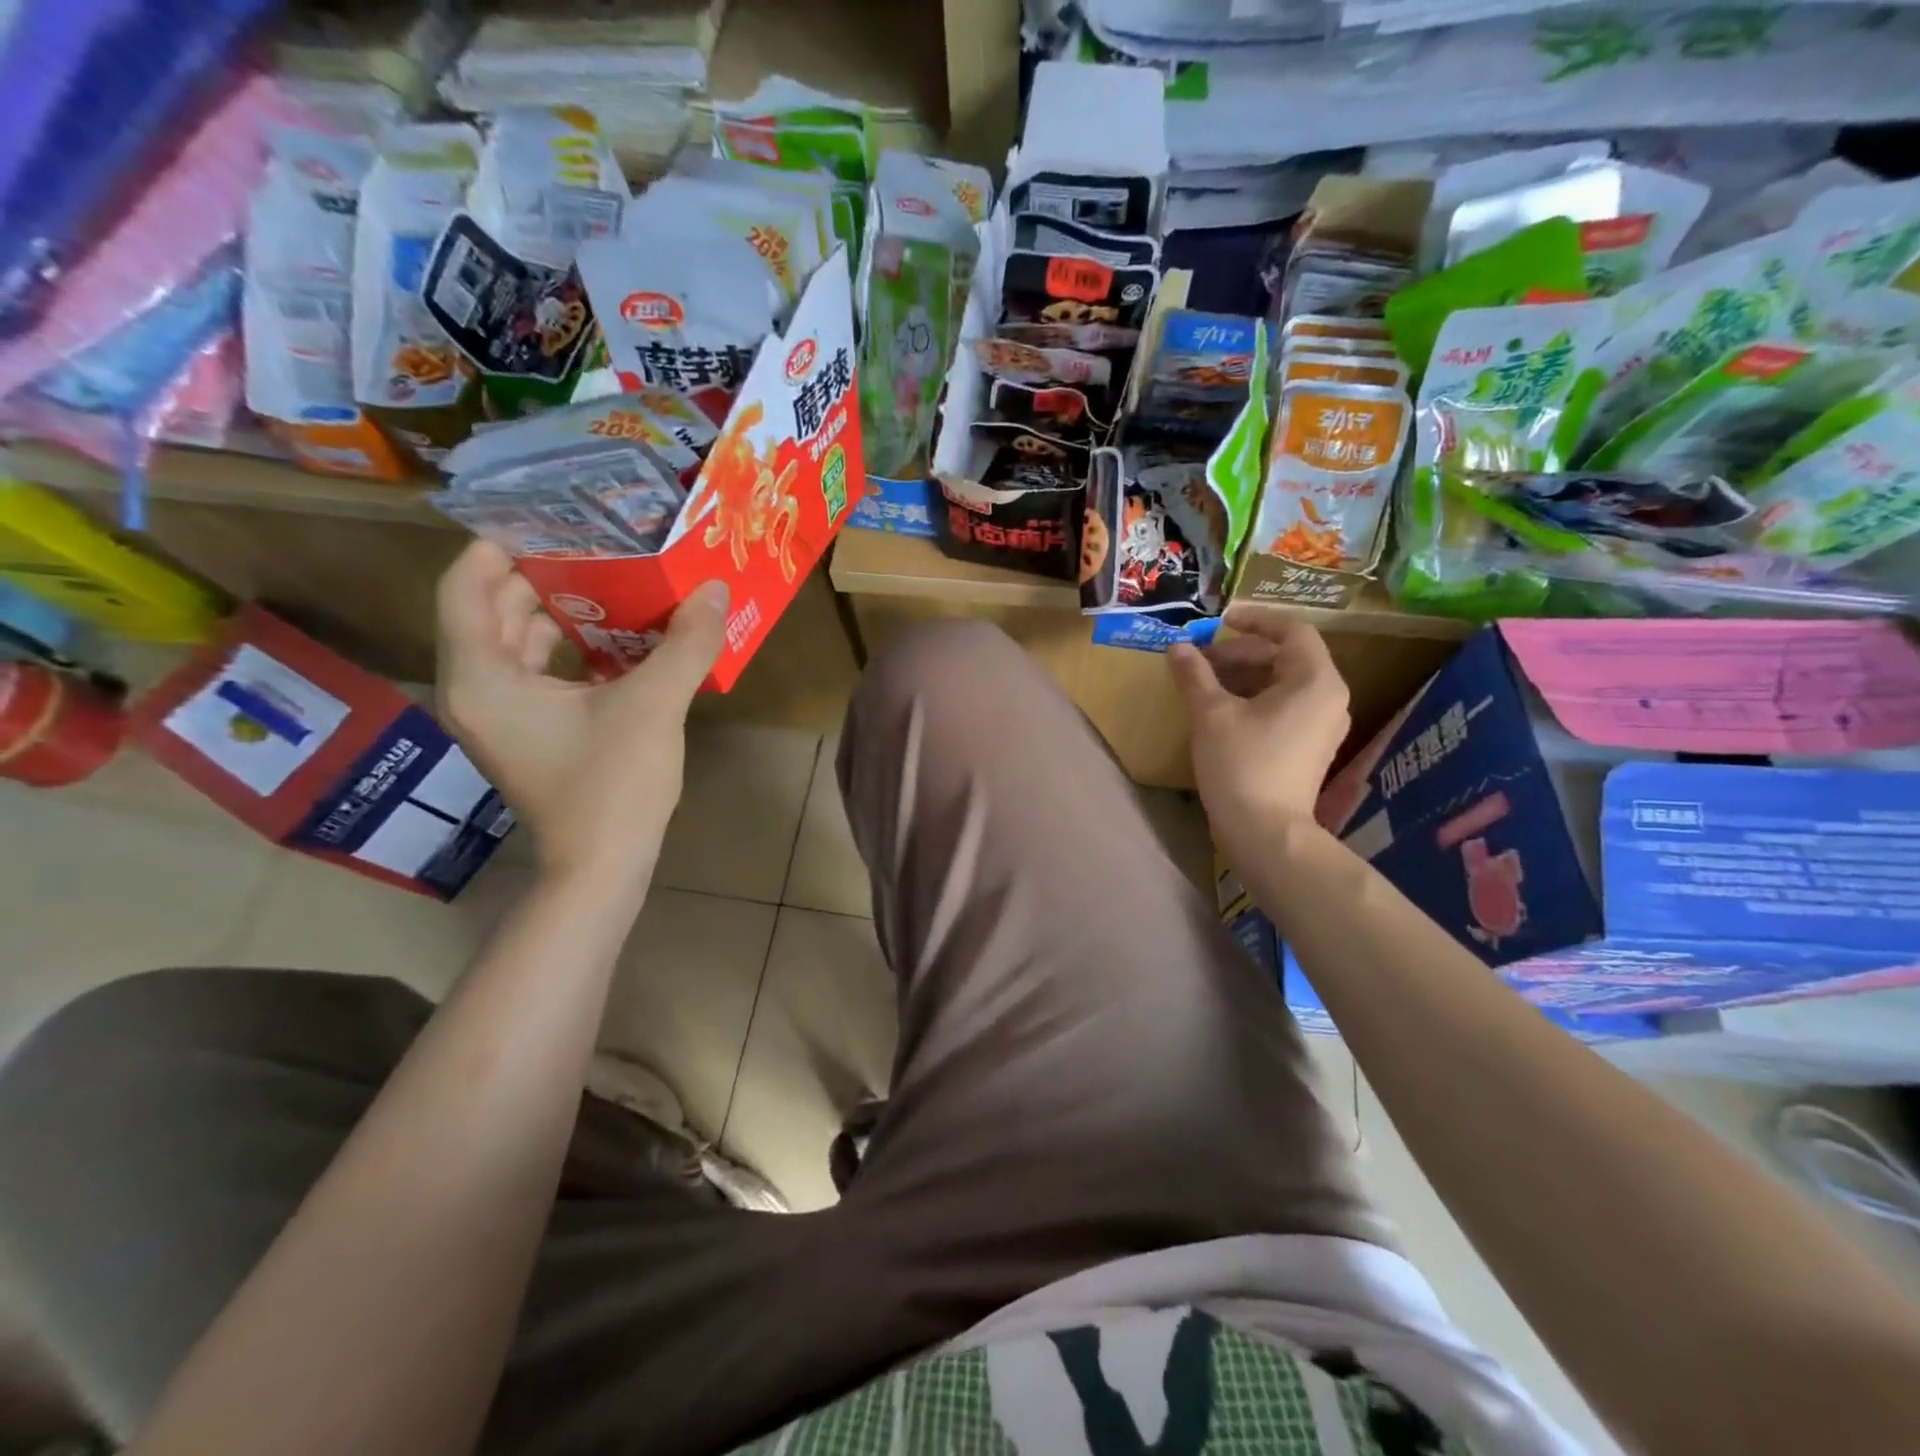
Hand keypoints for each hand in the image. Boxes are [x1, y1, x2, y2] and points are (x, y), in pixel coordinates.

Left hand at [435, 541, 728, 895]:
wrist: (603, 867)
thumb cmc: (612, 786)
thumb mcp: (653, 707)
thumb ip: (685, 643)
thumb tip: (714, 588)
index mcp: (484, 677)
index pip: (467, 586)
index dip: (502, 545)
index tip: (554, 519)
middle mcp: (477, 689)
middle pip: (492, 609)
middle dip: (541, 574)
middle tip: (595, 544)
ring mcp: (501, 714)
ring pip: (516, 641)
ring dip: (559, 610)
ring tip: (613, 582)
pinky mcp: (528, 732)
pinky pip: (537, 670)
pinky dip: (569, 647)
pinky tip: (619, 639)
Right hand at [1169, 606, 1349, 862]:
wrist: (1265, 832)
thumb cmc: (1241, 764)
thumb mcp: (1211, 714)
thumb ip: (1194, 674)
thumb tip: (1177, 647)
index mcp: (1315, 680)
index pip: (1291, 630)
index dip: (1254, 620)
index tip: (1220, 621)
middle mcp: (1329, 697)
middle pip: (1286, 657)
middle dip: (1240, 653)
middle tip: (1201, 660)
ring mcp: (1323, 725)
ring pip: (1284, 683)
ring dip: (1244, 676)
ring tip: (1205, 684)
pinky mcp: (1311, 747)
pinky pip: (1285, 707)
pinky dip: (1255, 699)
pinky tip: (1222, 710)